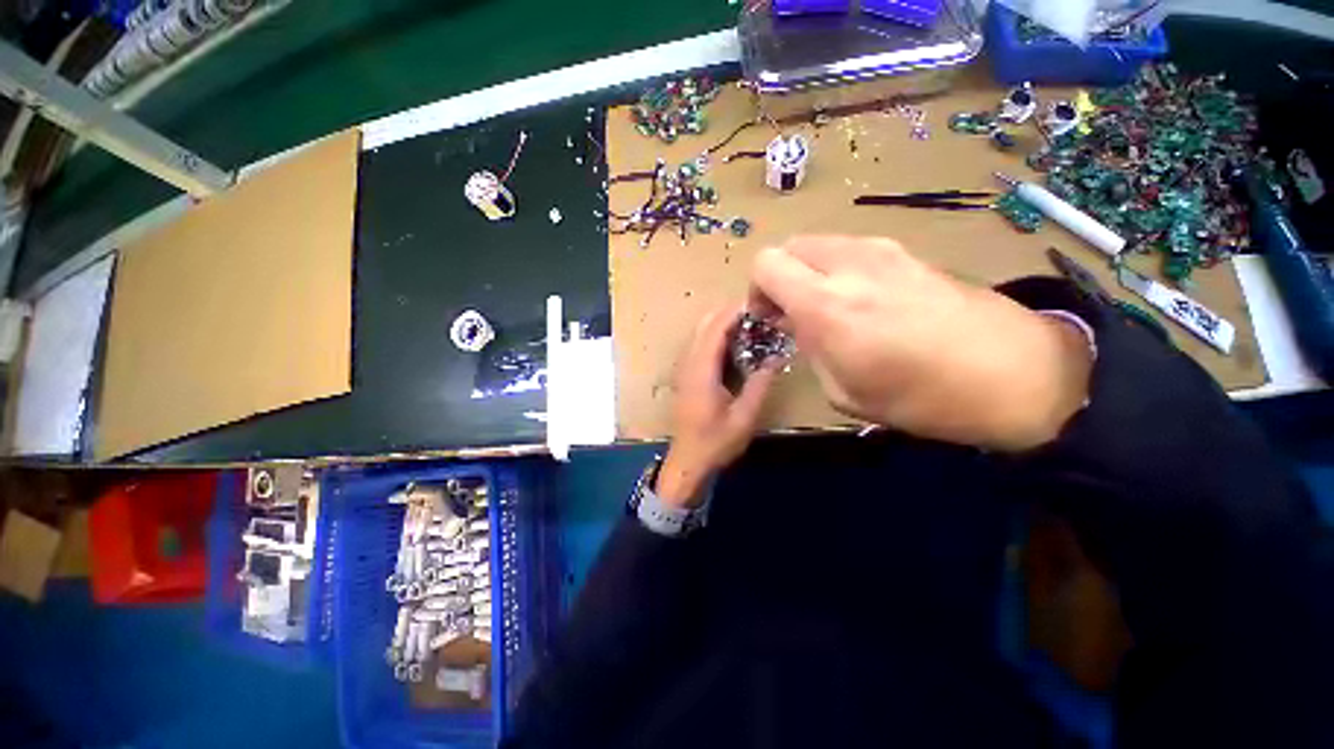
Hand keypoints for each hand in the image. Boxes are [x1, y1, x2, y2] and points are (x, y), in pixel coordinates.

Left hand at [658, 307, 777, 507]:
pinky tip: (738, 346)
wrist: (687, 462)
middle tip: (761, 315)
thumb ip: (760, 384)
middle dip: (731, 314)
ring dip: (724, 324)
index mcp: (701, 369)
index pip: (716, 327)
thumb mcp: (745, 416)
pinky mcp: (687, 375)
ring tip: (753, 327)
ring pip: (701, 333)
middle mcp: (689, 363)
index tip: (761, 304)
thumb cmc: (715, 442)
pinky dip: (718, 337)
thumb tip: (776, 356)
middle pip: (706, 324)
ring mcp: (685, 368)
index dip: (736, 312)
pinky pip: (701, 345)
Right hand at [750, 236, 1092, 450]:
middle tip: (793, 311)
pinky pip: (851, 248)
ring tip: (828, 305)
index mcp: (827, 305)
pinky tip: (861, 299)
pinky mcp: (907, 250)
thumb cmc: (923, 397)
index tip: (770, 317)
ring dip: (809, 271)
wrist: (1017, 374)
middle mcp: (849, 265)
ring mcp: (883, 250)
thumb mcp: (844, 390)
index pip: (766, 264)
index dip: (757, 290)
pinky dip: (838, 268)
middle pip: (789, 246)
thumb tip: (797, 323)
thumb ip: (809, 348)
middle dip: (780, 277)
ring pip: (819, 244)